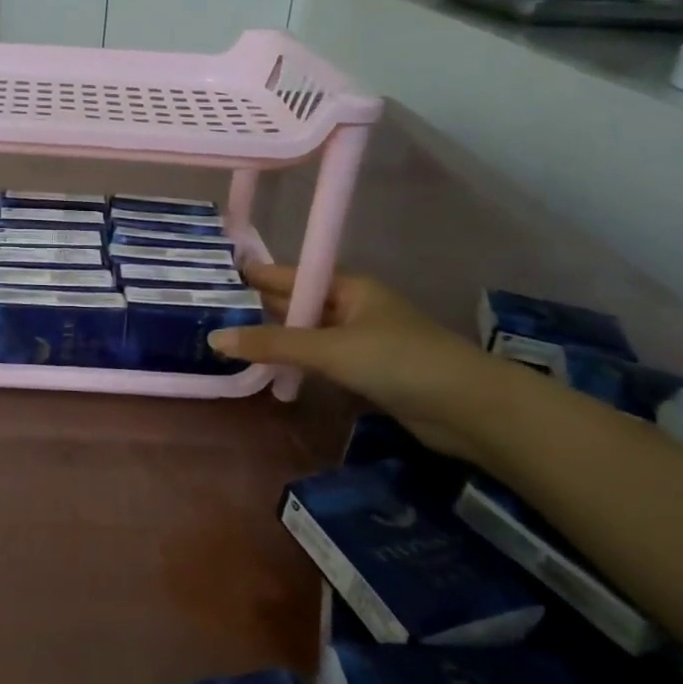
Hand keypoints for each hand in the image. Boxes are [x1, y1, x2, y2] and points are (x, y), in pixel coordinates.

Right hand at [209, 265, 509, 461]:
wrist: (469, 408)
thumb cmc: (398, 360)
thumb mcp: (330, 348)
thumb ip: (273, 345)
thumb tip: (215, 338)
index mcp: (349, 287)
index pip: (292, 275)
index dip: (258, 275)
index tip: (218, 276)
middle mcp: (353, 308)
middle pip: (298, 305)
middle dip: (261, 309)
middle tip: (214, 313)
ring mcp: (362, 342)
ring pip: (308, 336)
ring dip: (277, 342)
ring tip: (230, 344)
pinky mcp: (368, 373)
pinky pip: (321, 362)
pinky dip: (297, 366)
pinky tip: (270, 374)